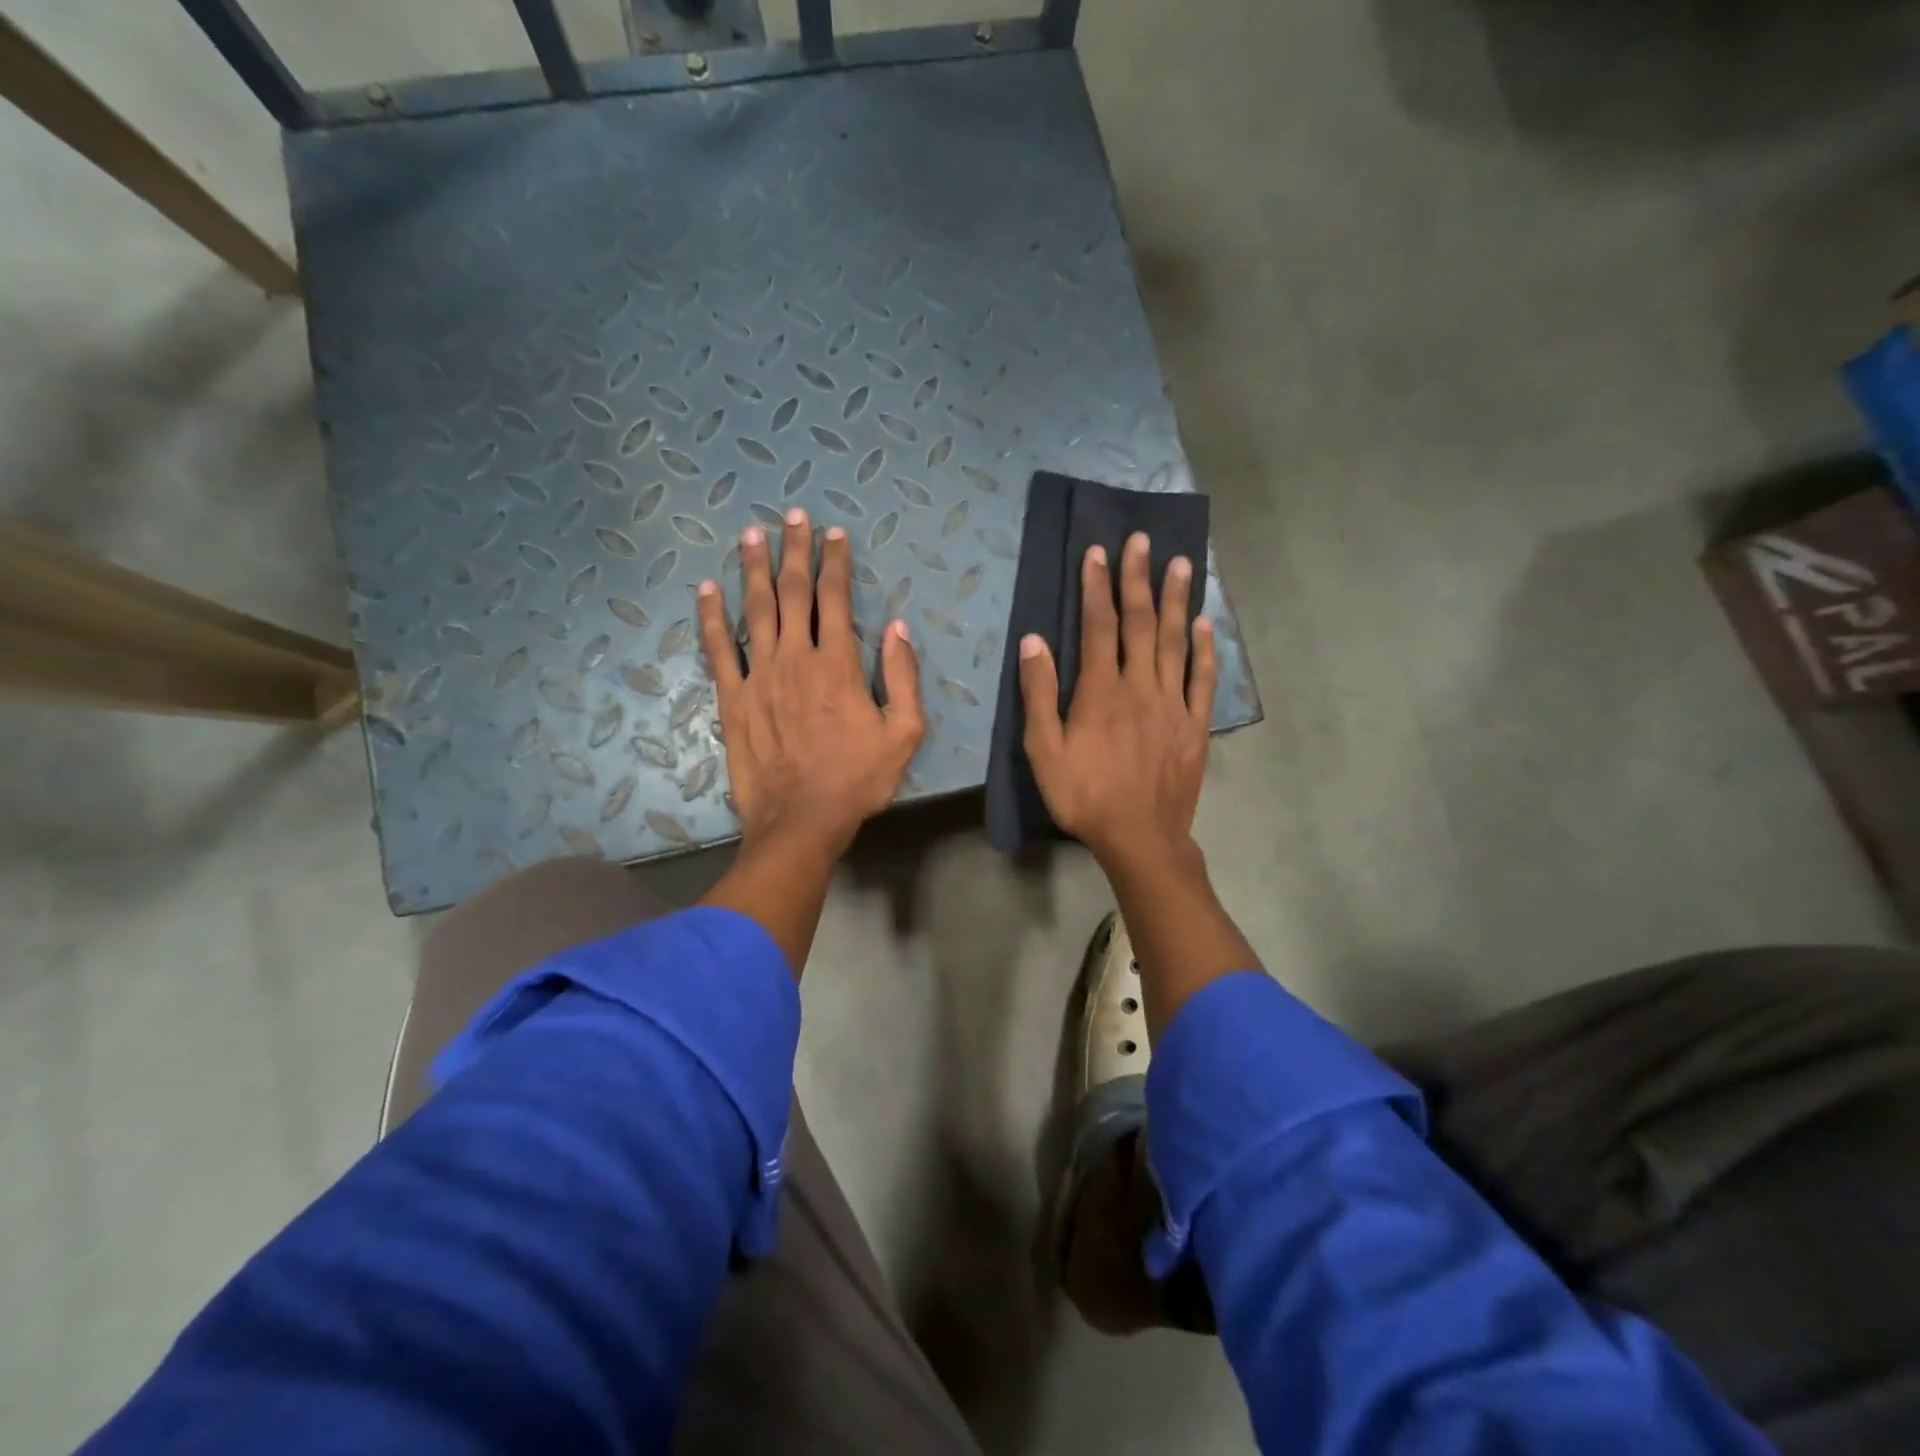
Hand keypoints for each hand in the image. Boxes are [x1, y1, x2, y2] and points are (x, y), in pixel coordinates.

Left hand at [697, 507, 923, 858]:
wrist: (802, 821)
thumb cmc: (857, 779)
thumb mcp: (904, 733)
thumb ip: (903, 677)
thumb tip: (898, 628)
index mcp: (838, 664)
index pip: (836, 598)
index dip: (835, 563)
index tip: (835, 535)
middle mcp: (796, 657)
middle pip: (793, 592)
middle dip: (795, 550)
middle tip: (794, 516)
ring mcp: (759, 675)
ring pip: (755, 609)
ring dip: (754, 568)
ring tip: (751, 534)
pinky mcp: (733, 698)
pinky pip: (719, 649)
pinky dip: (712, 617)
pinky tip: (707, 589)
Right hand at [1017, 532, 1216, 869]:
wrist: (1140, 837)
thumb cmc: (1084, 796)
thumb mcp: (1043, 750)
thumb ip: (1039, 694)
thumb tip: (1034, 641)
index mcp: (1101, 691)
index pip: (1099, 626)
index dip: (1097, 587)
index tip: (1097, 552)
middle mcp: (1141, 686)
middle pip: (1140, 623)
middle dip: (1139, 579)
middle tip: (1142, 540)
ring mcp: (1173, 703)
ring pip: (1175, 641)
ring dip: (1176, 600)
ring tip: (1182, 563)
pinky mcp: (1195, 725)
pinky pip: (1202, 678)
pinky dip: (1204, 648)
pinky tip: (1205, 624)